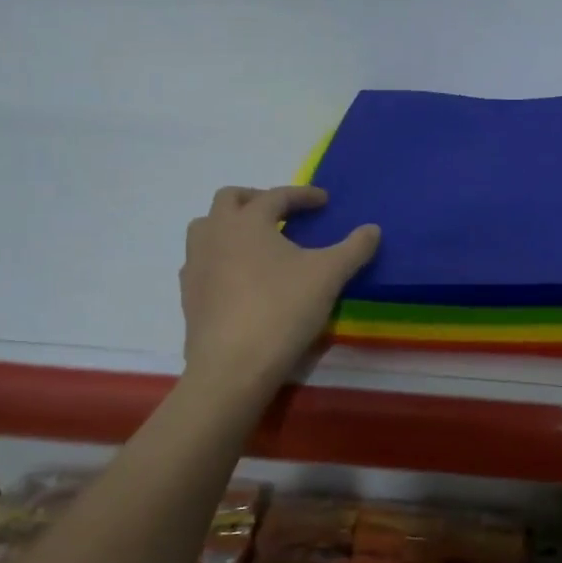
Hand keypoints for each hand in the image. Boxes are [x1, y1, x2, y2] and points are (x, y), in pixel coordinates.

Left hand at [179, 185, 380, 393]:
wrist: (232, 368)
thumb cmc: (282, 310)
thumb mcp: (328, 276)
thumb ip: (354, 248)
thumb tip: (373, 229)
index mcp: (247, 221)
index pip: (276, 195)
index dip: (303, 195)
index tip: (323, 200)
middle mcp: (215, 233)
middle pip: (229, 199)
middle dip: (257, 198)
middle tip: (282, 213)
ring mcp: (195, 263)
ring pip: (206, 227)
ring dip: (230, 224)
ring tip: (256, 241)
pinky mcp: (188, 293)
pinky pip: (200, 260)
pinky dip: (220, 256)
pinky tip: (239, 276)